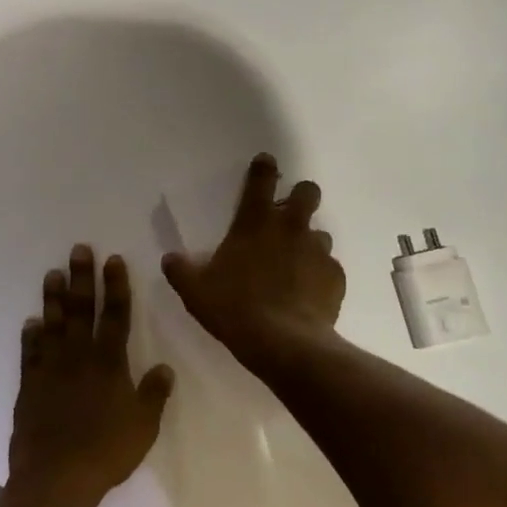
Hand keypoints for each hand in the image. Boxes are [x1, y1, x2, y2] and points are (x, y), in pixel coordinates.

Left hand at [10, 245, 174, 506]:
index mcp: (110, 363)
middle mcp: (79, 358)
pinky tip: (31, 322)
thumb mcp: (144, 426)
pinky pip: (31, 354)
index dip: (116, 286)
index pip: (116, 315)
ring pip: (53, 325)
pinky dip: (31, 336)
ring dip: (54, 298)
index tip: (113, 260)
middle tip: (78, 250)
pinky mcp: (30, 387)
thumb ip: (154, 394)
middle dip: (82, 278)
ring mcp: (51, 370)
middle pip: (82, 310)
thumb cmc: (106, 452)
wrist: (56, 478)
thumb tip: (165, 367)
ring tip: (53, 274)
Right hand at [162, 153, 345, 372]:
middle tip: (288, 216)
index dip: (264, 167)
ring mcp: (317, 251)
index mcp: (255, 223)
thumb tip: (170, 259)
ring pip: (320, 233)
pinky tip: (308, 294)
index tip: (266, 162)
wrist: (284, 344)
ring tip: (296, 266)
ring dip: (308, 243)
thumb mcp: (196, 292)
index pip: (262, 180)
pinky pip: (329, 268)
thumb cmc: (235, 309)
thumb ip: (181, 271)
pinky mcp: (335, 277)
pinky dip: (319, 276)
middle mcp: (291, 228)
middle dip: (301, 197)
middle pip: (308, 192)